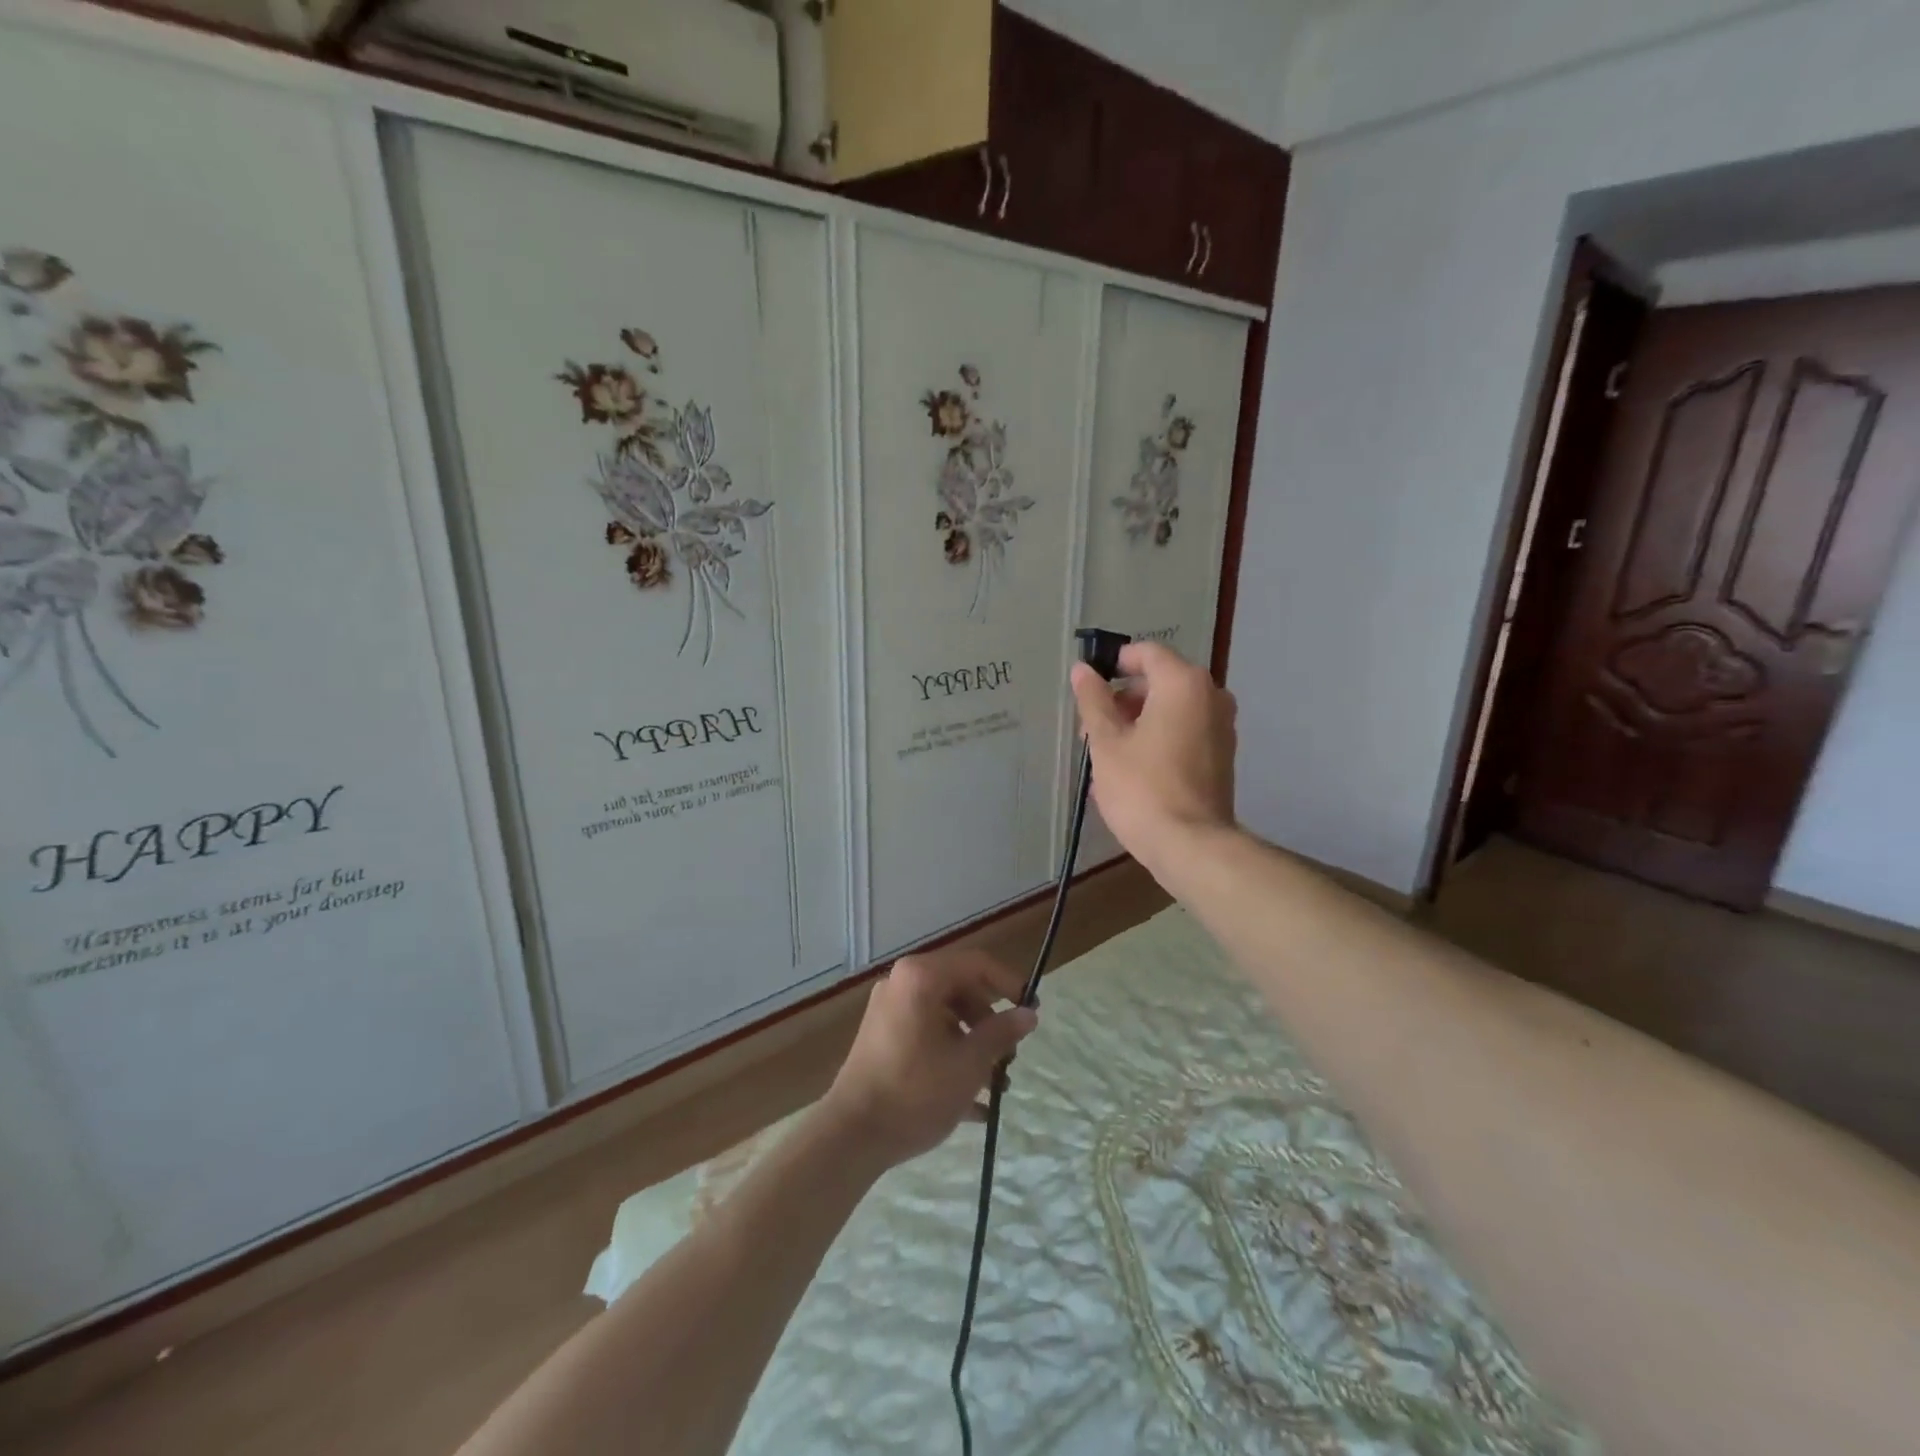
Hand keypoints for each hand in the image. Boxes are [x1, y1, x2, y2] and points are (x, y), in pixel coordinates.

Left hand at [821, 949, 1037, 1168]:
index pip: (977, 964)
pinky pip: (926, 1035)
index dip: (1010, 984)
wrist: (852, 1136)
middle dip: (990, 1022)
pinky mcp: (882, 1038)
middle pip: (960, 988)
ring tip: (996, 1085)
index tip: (1032, 1011)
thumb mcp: (969, 1064)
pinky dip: (950, 1056)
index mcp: (922, 977)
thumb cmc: (916, 1091)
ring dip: (974, 1044)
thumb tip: (1028, 1014)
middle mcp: (902, 983)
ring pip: (945, 1015)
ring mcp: (889, 1010)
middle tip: (1011, 1054)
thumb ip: (1001, 1033)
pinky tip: (974, 1103)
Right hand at [1070, 642, 1237, 876]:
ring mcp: (1221, 726)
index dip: (1115, 663)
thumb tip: (1083, 670)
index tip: (1089, 688)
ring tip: (1106, 753)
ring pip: (1172, 708)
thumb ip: (1093, 700)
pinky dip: (1158, 737)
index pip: (1147, 653)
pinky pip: (1185, 731)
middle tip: (1091, 729)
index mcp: (1183, 684)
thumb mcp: (1106, 742)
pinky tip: (1132, 768)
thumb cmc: (1142, 787)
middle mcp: (1211, 696)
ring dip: (1138, 721)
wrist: (1190, 845)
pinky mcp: (1222, 755)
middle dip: (1122, 699)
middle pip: (1159, 681)